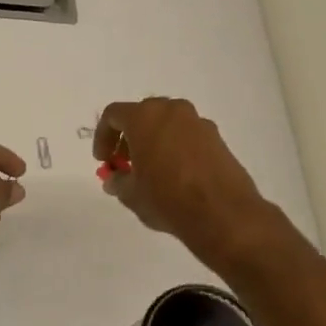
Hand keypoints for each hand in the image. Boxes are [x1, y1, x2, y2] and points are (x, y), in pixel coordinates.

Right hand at [94, 97, 285, 271]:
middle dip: (129, 137)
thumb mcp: (131, 194)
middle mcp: (172, 111)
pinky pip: (187, 136)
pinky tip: (176, 175)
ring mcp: (198, 122)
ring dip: (154, 141)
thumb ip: (117, 181)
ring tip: (151, 171)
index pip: (113, 115)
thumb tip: (115, 179)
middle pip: (142, 115)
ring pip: (167, 124)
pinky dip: (176, 148)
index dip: (103, 136)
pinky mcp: (218, 138)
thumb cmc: (167, 198)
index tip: (103, 160)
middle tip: (125, 163)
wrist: (222, 213)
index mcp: (145, 117)